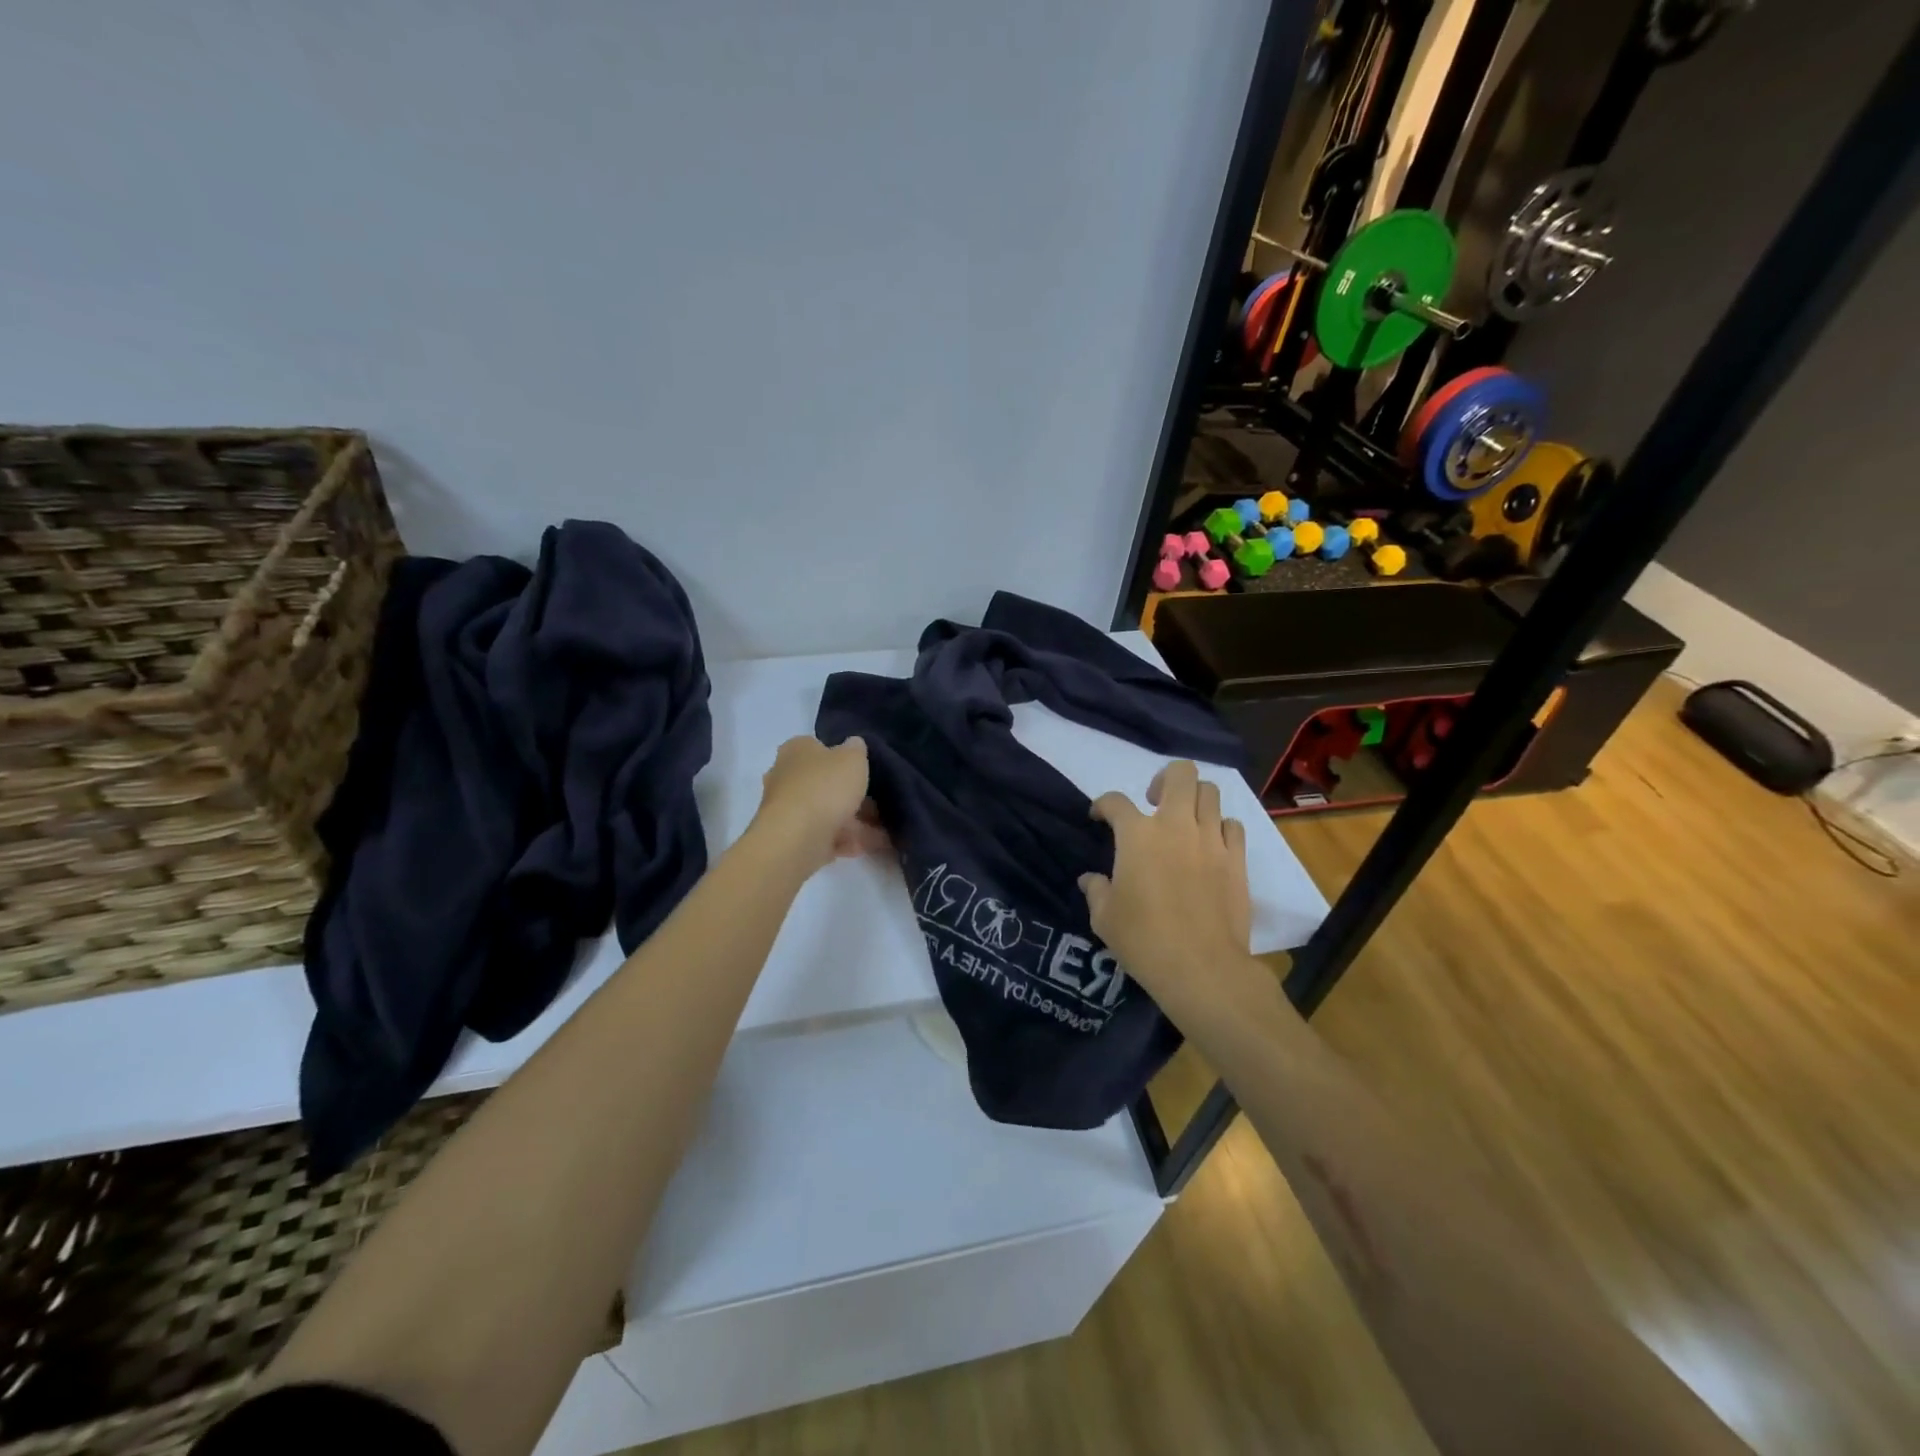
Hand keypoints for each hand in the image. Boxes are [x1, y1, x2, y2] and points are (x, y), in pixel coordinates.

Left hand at [750, 735, 888, 874]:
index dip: (842, 757)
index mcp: (796, 750)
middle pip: (824, 783)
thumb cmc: (824, 787)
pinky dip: (846, 841)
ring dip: (854, 822)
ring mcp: (788, 810)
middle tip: (879, 803)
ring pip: (827, 812)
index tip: (864, 769)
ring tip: (885, 830)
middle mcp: (785, 777)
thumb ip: (856, 749)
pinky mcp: (793, 839)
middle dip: (850, 794)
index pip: (818, 747)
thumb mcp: (852, 758)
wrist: (796, 839)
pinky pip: (826, 837)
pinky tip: (868, 846)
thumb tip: (854, 745)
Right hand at [1079, 761, 1252, 1010]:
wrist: (1202, 968)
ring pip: (1210, 792)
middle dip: (1163, 779)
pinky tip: (1211, 845)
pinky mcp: (1237, 859)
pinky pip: (1233, 826)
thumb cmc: (1143, 940)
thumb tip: (1091, 880)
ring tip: (1184, 821)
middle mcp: (1176, 825)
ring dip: (1194, 799)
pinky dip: (1220, 827)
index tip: (1099, 818)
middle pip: (1179, 773)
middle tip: (1154, 802)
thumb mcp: (1104, 918)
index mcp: (1137, 835)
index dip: (1103, 805)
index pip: (1115, 801)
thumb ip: (1097, 890)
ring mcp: (1211, 840)